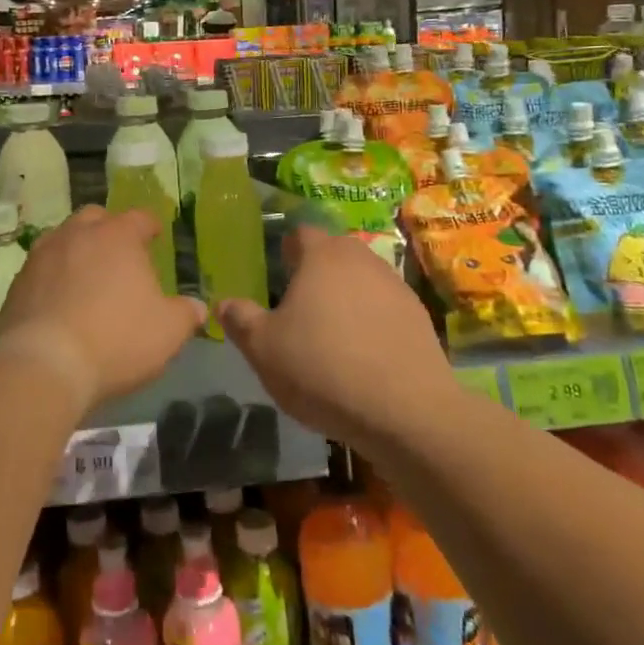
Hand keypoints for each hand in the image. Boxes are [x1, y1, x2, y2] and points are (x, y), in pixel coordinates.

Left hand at [0, 205, 202, 414]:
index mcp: (118, 236)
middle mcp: (78, 234)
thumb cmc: (117, 339)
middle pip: (95, 218)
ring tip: (87, 275)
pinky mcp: (17, 283)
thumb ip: (186, 314)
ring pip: (63, 239)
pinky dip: (53, 277)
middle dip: (108, 230)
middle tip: (119, 253)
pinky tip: (60, 301)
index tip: (156, 235)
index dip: (150, 226)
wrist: (45, 364)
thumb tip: (197, 307)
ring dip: (77, 250)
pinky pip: (41, 269)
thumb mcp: (167, 332)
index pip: (139, 218)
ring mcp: (42, 256)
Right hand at [218, 225, 455, 448]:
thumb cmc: (323, 368)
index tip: (277, 275)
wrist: (406, 411)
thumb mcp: (263, 349)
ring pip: (361, 278)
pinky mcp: (419, 316)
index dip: (286, 250)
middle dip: (316, 271)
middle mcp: (361, 258)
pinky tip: (364, 353)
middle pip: (334, 252)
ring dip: (347, 295)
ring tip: (333, 332)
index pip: (300, 233)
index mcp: (322, 255)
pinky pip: (385, 306)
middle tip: (300, 305)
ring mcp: (395, 285)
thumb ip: (240, 320)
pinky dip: (372, 319)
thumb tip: (224, 303)